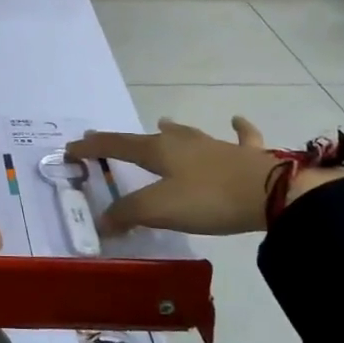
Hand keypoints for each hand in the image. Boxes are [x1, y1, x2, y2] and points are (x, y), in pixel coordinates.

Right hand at [66, 117, 343, 235]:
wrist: (272, 193)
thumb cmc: (208, 198)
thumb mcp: (159, 209)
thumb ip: (128, 214)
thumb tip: (102, 221)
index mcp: (159, 150)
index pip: (117, 145)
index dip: (93, 148)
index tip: (71, 148)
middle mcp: (184, 141)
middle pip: (149, 137)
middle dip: (127, 141)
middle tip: (111, 143)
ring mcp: (216, 145)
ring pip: (188, 134)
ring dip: (173, 130)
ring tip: (163, 123)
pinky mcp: (246, 156)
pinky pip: (240, 138)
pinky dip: (237, 130)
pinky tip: (237, 121)